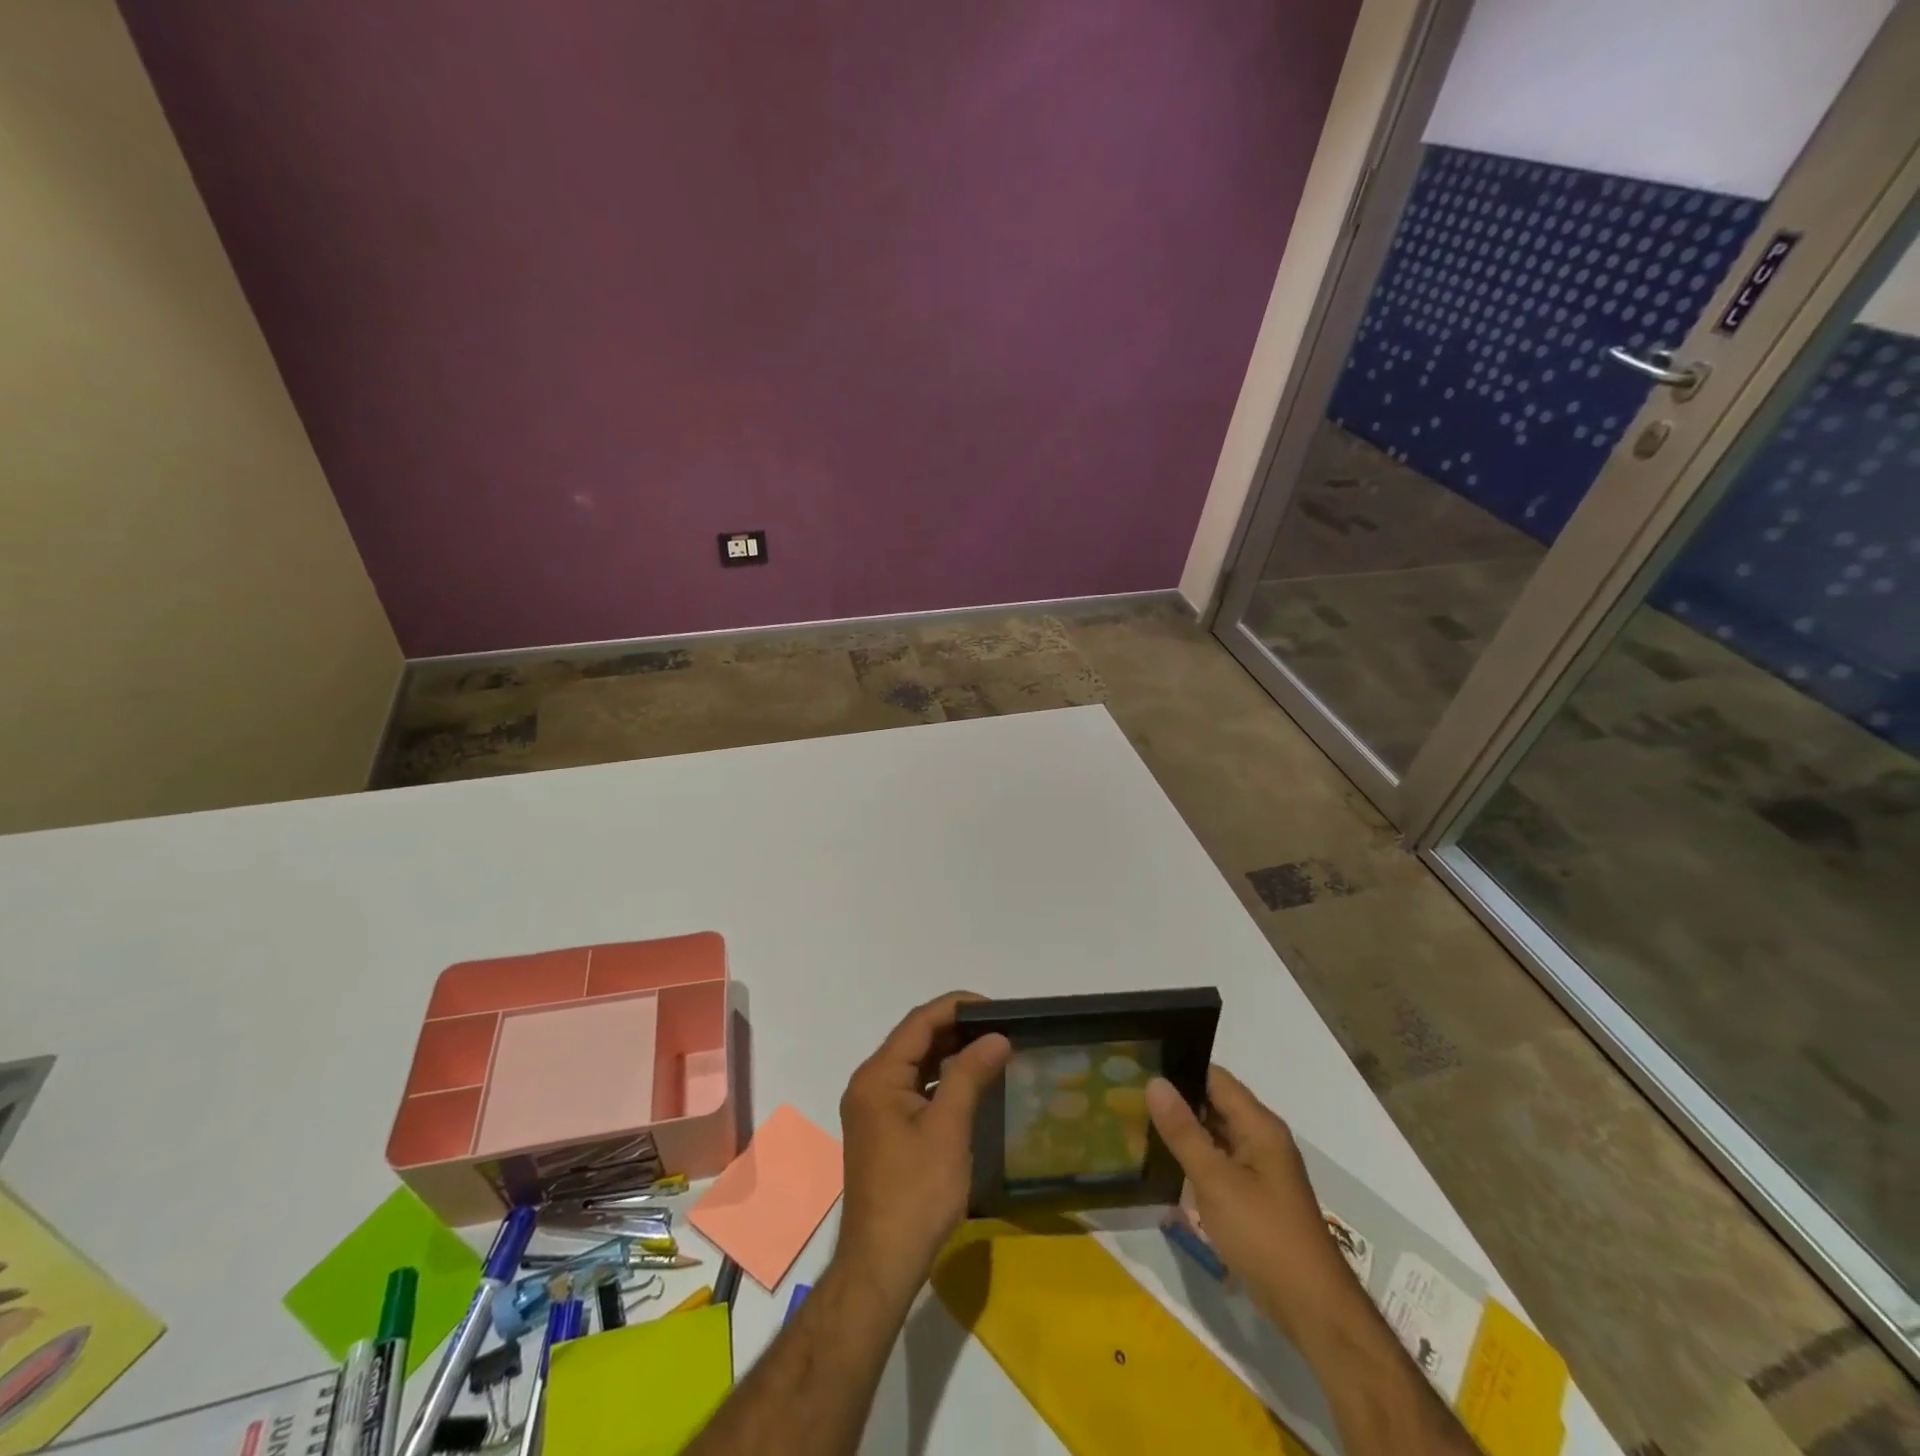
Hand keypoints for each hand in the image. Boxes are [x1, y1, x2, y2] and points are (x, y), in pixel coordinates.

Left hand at [836, 993, 1010, 1303]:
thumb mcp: (948, 1129)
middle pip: (914, 1039)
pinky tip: (969, 1085)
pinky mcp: (882, 1130)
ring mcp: (873, 1108)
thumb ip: (970, 1075)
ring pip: (914, 1064)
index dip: (957, 1007)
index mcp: (878, 1076)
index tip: (997, 1008)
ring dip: (950, 1053)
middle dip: (957, 1028)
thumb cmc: (916, 1193)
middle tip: (1001, 1029)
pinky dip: (940, 1079)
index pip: (919, 1022)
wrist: (881, 1265)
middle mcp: (869, 1083)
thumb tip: (997, 1036)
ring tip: (992, 1050)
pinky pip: (913, 1088)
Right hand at [1146, 1066, 1356, 1341]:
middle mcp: (1262, 1139)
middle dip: (1177, 1101)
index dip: (1179, 1069)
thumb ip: (1183, 1131)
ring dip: (1184, 1132)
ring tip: (1138, 1125)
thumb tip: (1155, 1082)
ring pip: (1216, 1135)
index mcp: (1259, 1125)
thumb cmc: (1263, 1236)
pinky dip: (1196, 1159)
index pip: (1215, 1078)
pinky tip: (1165, 1166)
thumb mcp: (1215, 1181)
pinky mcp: (1256, 1196)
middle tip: (1130, 1096)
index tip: (1141, 1067)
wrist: (1312, 1310)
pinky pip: (1221, 1163)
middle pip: (1215, 1104)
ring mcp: (1260, 1169)